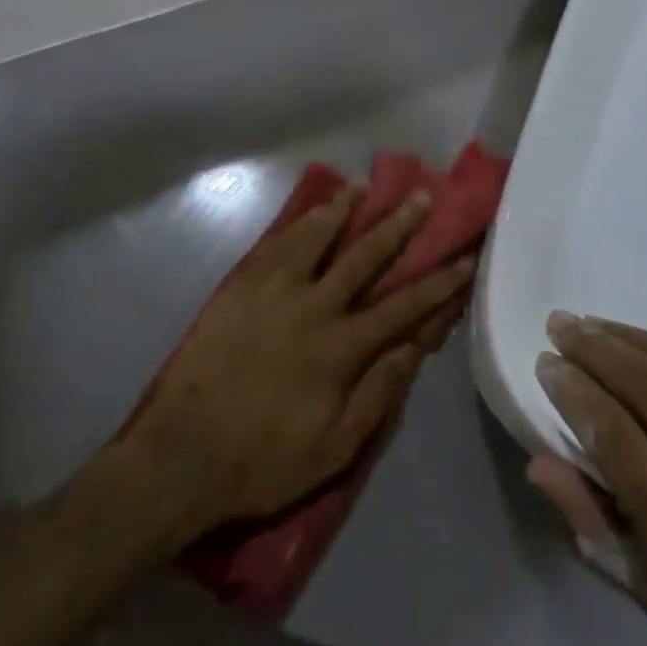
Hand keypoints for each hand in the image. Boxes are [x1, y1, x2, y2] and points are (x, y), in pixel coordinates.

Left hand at [107, 188, 473, 541]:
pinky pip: (275, 245)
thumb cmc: (264, 460)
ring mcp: (274, 292)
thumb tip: (414, 348)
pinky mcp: (241, 288)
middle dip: (398, 226)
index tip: (464, 258)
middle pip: (365, 257)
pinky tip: (309, 210)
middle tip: (420, 197)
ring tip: (363, 186)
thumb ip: (378, 394)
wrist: (182, 456)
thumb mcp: (335, 448)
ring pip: (317, 238)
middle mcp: (314, 307)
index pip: (403, 306)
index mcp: (341, 347)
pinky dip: (297, 223)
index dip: (438, 283)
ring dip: (344, 209)